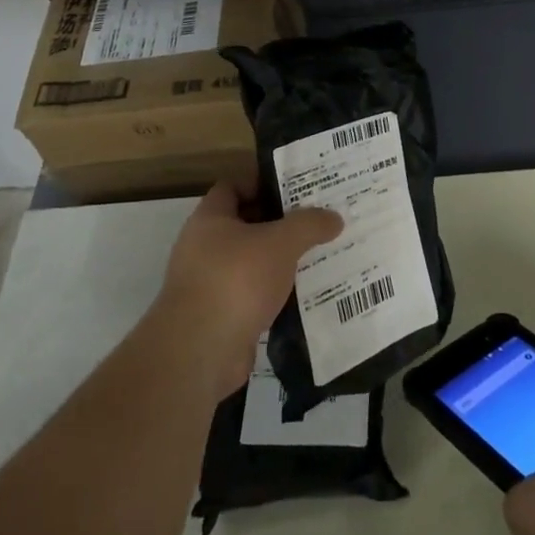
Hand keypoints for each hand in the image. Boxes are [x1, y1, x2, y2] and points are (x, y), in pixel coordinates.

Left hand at [153, 181, 341, 395]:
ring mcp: (209, 284)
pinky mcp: (220, 316)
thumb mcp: (281, 243)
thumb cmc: (236, 280)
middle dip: (280, 222)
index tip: (297, 186)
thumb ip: (309, 225)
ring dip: (280, 260)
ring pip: (252, 262)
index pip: (233, 187)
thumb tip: (334, 217)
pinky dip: (275, 293)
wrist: (200, 352)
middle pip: (246, 224)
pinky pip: (253, 294)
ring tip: (318, 254)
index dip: (262, 182)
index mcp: (210, 219)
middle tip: (317, 219)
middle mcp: (203, 247)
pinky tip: (305, 293)